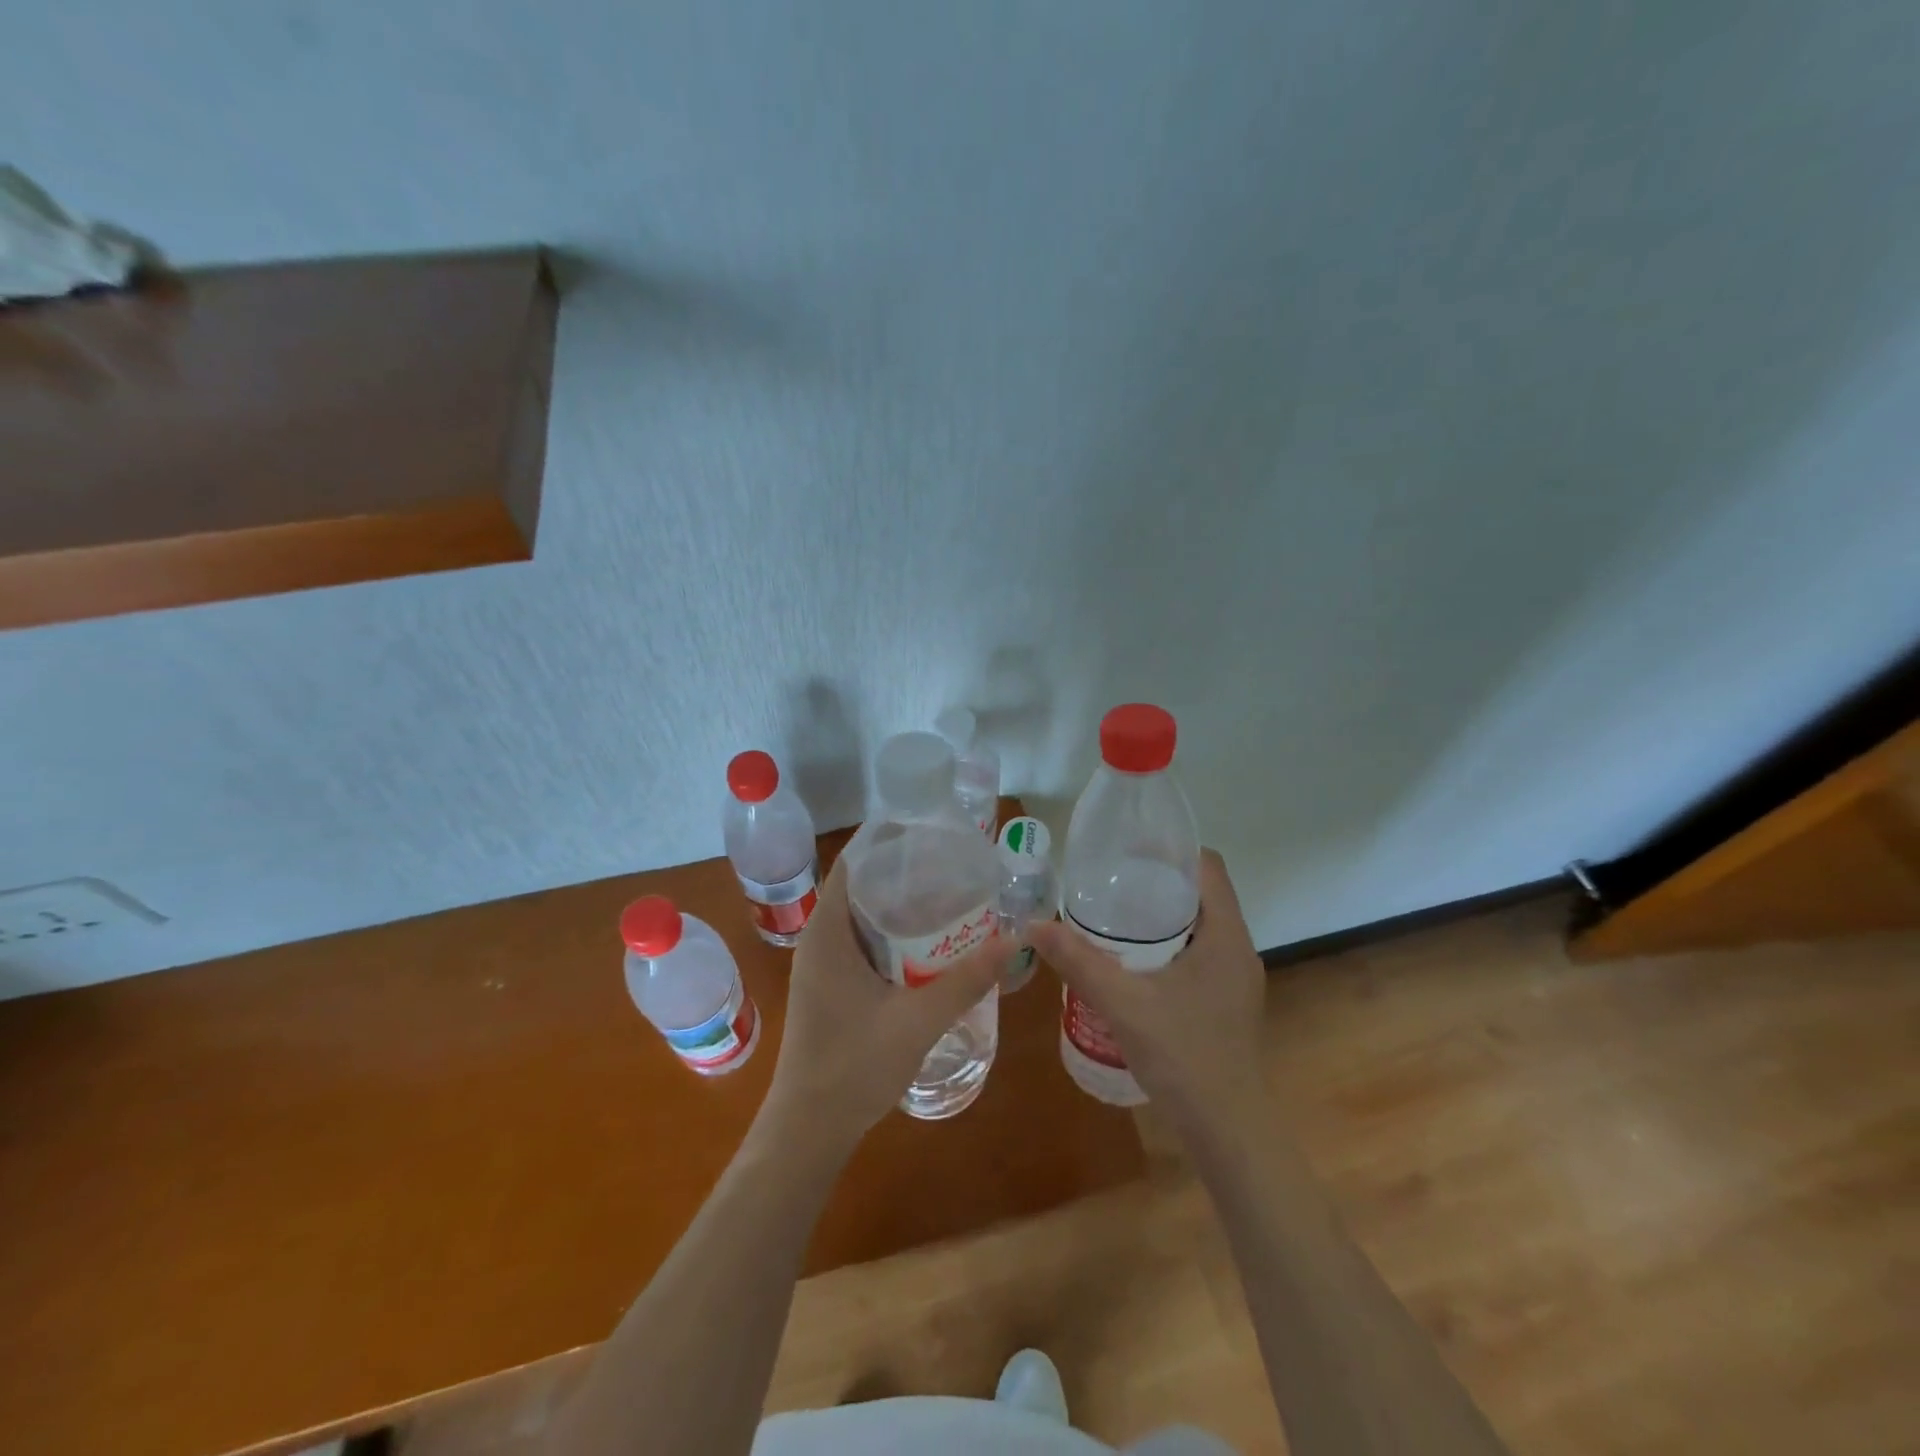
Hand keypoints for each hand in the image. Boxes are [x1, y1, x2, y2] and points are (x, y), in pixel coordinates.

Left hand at [763, 854, 1003, 1149]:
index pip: (854, 863)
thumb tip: (1013, 941)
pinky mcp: (830, 987)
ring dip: (900, 906)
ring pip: (863, 918)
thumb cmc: (854, 1067)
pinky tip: (928, 945)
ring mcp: (822, 965)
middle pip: (861, 886)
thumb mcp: (918, 1021)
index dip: (889, 842)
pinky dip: (893, 935)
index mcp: (827, 933)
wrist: (808, 1129)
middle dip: (905, 873)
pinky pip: (862, 944)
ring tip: (948, 896)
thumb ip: (966, 980)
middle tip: (953, 865)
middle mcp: (819, 940)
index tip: (932, 833)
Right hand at [1028, 849, 1265, 1128]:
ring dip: (1161, 916)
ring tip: (1113, 916)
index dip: (1171, 850)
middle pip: (1201, 894)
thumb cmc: (1184, 1056)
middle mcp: (1238, 948)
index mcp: (1227, 935)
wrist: (1228, 1131)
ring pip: (1199, 926)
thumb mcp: (1123, 1003)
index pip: (1208, 867)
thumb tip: (1034, 924)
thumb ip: (1079, 962)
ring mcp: (1236, 979)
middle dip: (1157, 882)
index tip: (1128, 849)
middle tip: (1109, 881)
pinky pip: (1198, 953)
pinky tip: (1133, 963)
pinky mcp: (1227, 1002)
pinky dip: (1168, 945)